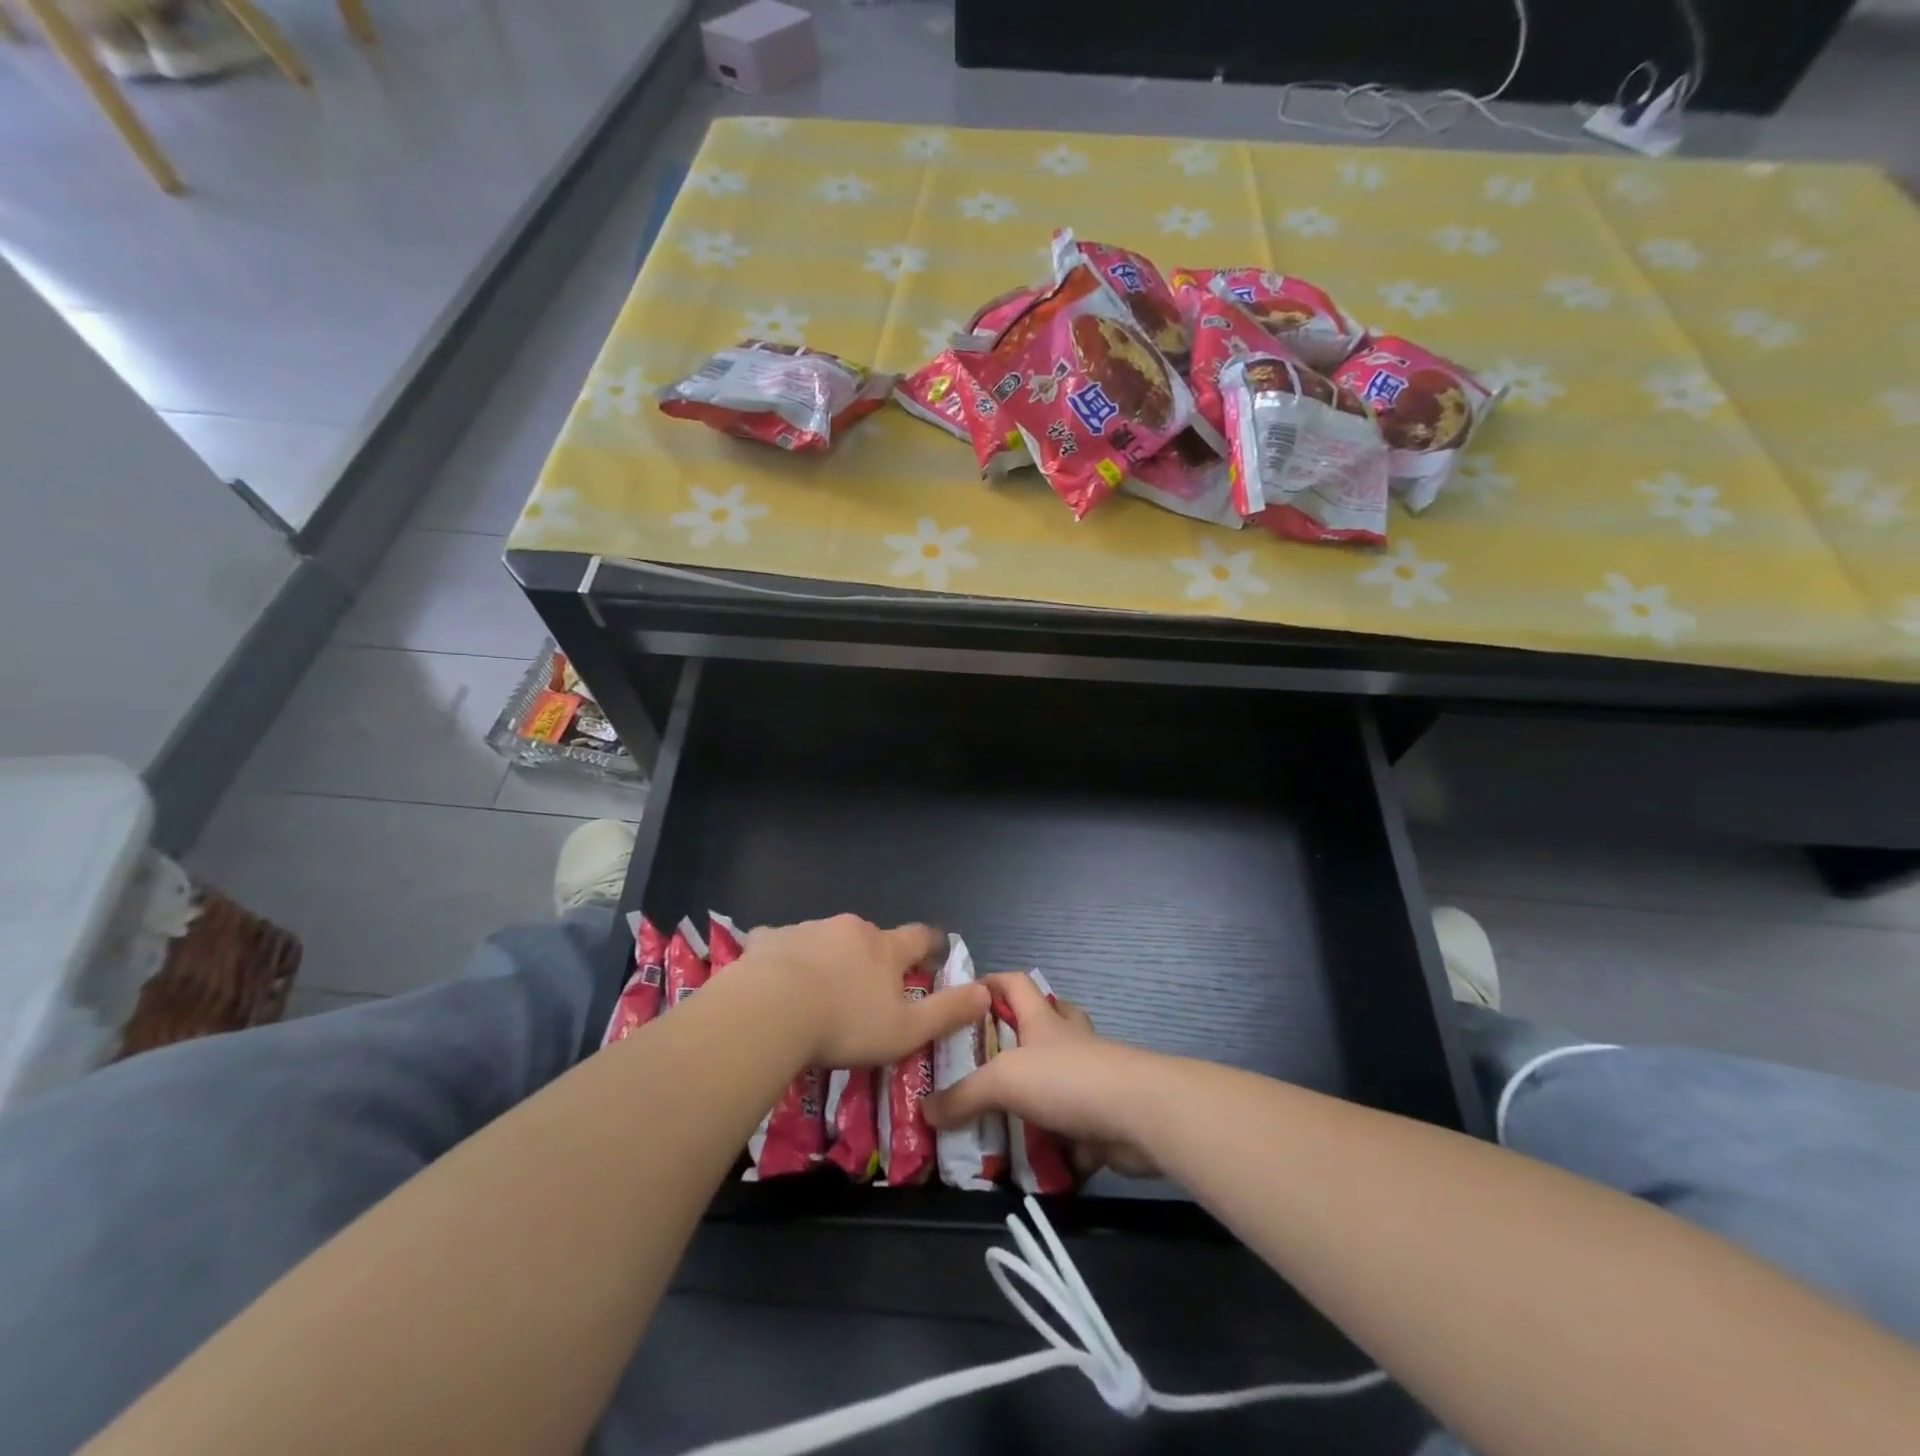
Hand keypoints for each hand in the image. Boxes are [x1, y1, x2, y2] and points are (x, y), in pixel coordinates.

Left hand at [738, 915, 989, 1068]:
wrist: (770, 1011)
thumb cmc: (845, 1024)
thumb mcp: (906, 1030)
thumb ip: (947, 1012)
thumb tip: (986, 992)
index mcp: (885, 949)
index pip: (919, 936)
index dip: (930, 945)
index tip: (934, 953)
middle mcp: (851, 929)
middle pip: (871, 937)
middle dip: (874, 957)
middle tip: (868, 988)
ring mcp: (809, 929)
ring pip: (828, 940)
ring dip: (830, 958)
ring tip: (818, 991)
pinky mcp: (771, 940)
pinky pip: (783, 944)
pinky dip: (786, 957)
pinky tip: (775, 980)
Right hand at [923, 971, 1161, 1178]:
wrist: (1139, 1116)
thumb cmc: (1068, 1079)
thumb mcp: (1004, 1081)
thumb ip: (963, 1096)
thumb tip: (925, 1110)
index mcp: (1043, 1021)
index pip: (1015, 984)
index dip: (991, 982)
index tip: (964, 994)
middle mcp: (1069, 1042)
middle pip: (1047, 1022)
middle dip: (1020, 1035)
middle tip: (985, 1060)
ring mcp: (1091, 1079)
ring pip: (1061, 1078)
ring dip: (1038, 1094)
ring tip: (1002, 1115)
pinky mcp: (1104, 1118)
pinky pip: (1075, 1128)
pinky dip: (1058, 1144)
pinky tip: (1034, 1163)